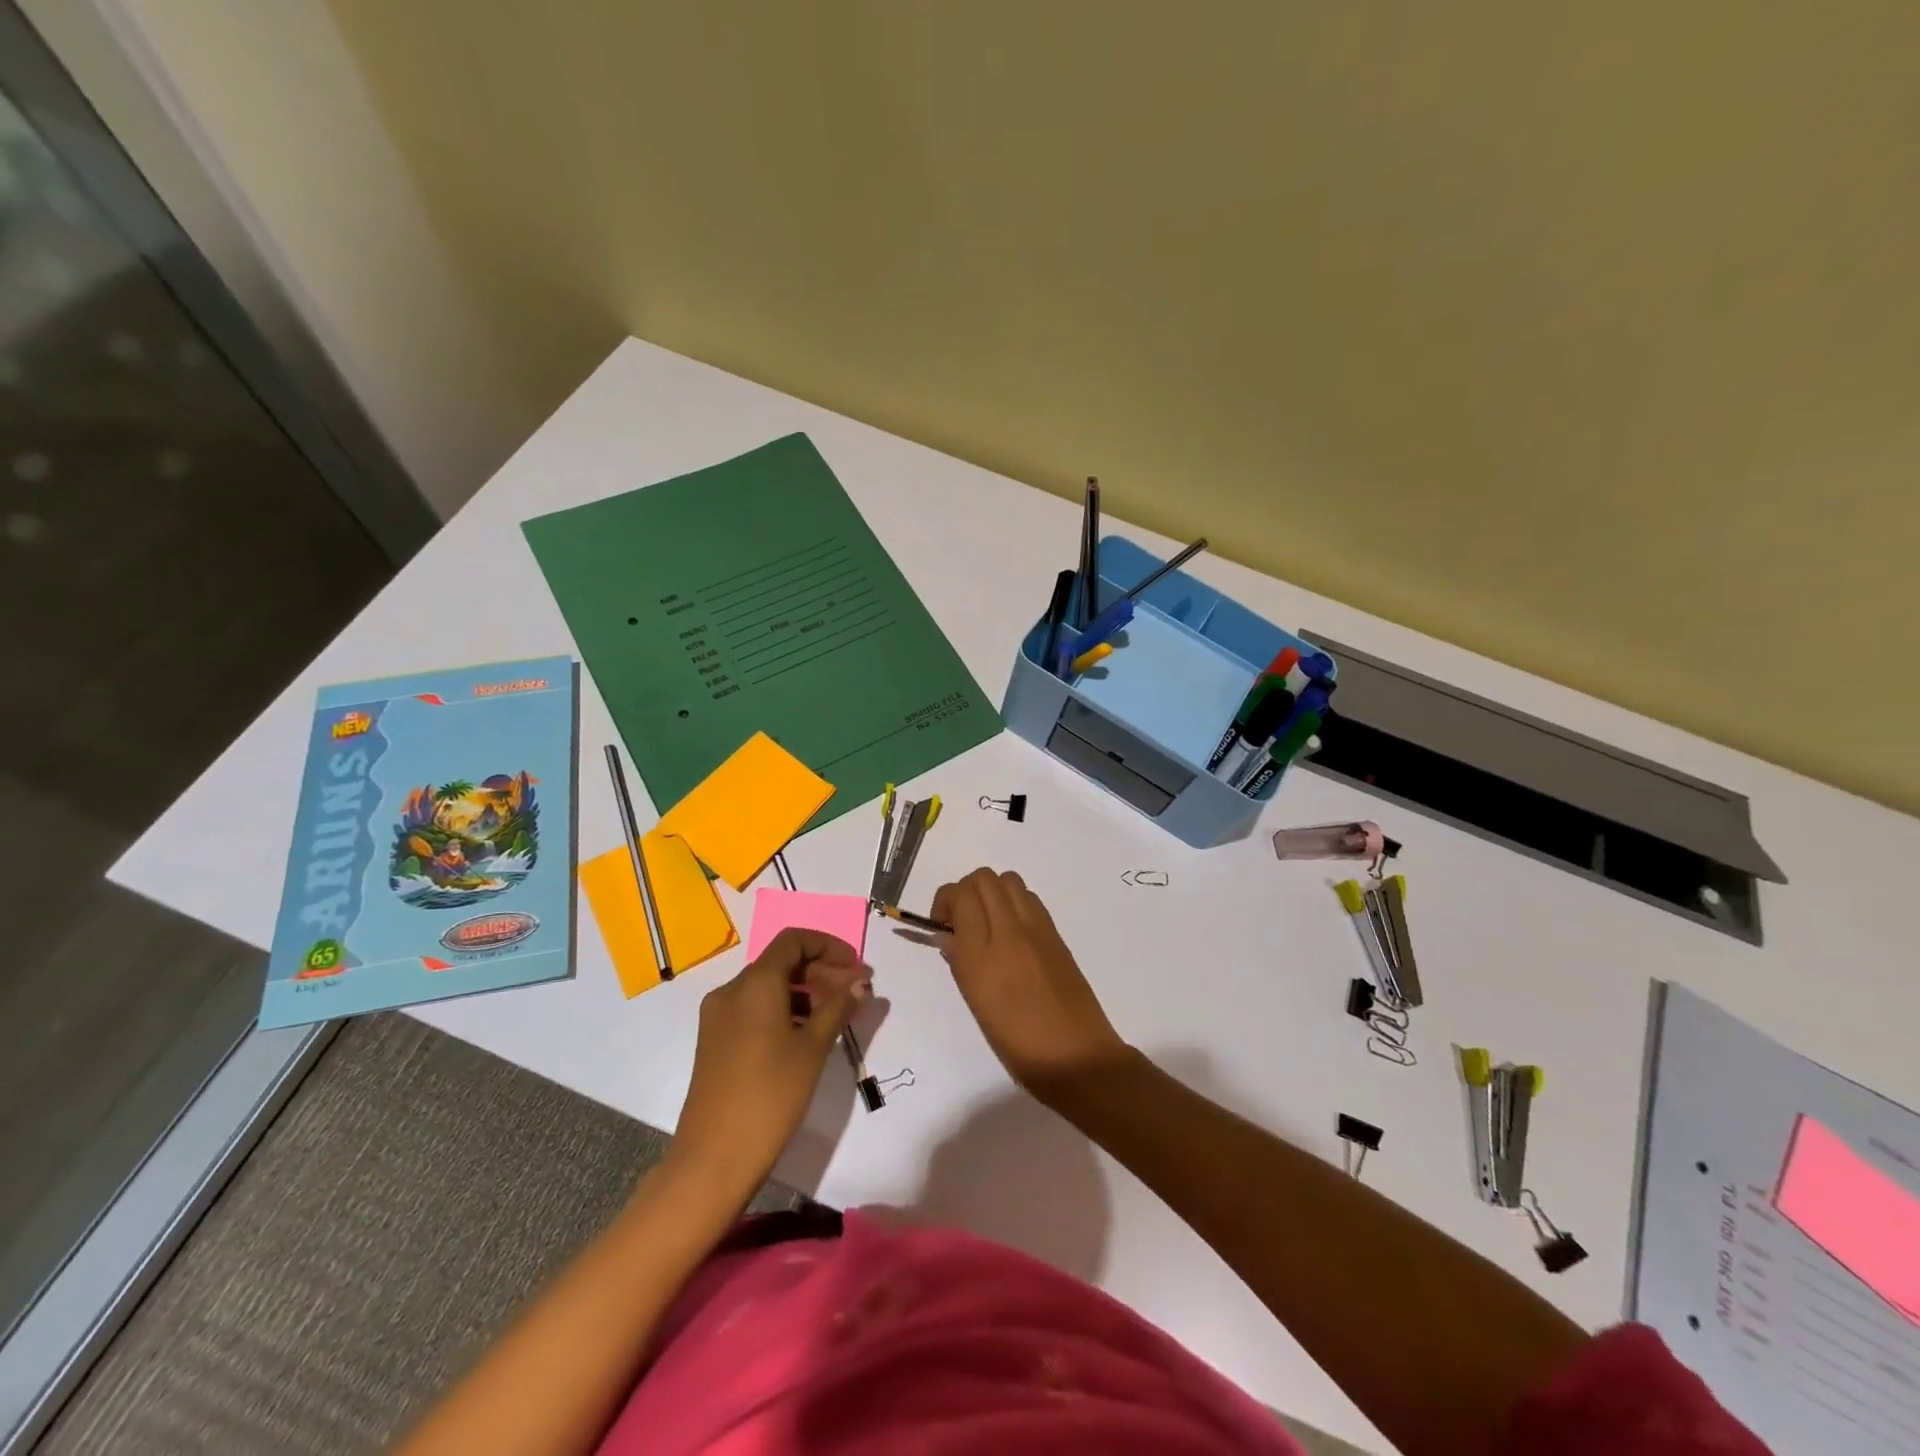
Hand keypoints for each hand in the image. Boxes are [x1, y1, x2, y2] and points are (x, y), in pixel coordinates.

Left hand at [670, 929, 870, 1202]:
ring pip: (768, 987)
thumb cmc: (771, 1096)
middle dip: (821, 970)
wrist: (713, 1159)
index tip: (856, 968)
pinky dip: (783, 1009)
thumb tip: (860, 982)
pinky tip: (806, 1034)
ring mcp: (719, 1016)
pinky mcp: (715, 1040)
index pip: (794, 941)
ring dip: (804, 991)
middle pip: (781, 962)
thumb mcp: (813, 1048)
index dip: (829, 946)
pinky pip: (754, 1008)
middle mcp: (732, 990)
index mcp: (755, 983)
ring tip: (836, 1015)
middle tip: (855, 991)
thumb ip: (838, 1007)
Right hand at [929, 868, 1129, 1101]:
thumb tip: (949, 936)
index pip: (961, 895)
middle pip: (984, 878)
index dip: (945, 901)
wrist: (1076, 1056)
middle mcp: (1009, 931)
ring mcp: (1037, 929)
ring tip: (987, 922)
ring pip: (1008, 880)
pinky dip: (1013, 902)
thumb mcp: (976, 1005)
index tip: (942, 924)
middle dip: (966, 891)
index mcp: (982, 954)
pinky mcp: (1056, 934)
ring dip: (991, 892)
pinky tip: (1011, 932)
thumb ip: (959, 962)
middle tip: (961, 920)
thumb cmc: (1018, 1044)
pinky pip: (1029, 899)